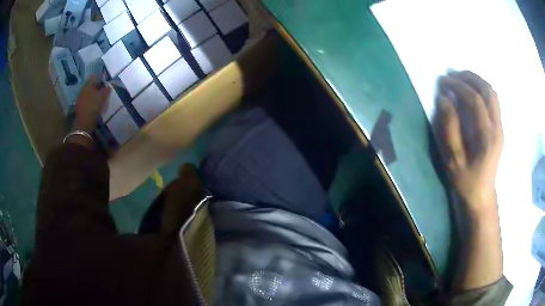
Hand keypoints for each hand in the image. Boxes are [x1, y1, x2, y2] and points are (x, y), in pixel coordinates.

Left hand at [75, 76, 110, 132]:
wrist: (84, 124)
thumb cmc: (93, 107)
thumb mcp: (102, 97)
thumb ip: (106, 90)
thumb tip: (108, 86)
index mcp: (88, 85)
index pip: (94, 76)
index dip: (100, 77)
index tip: (106, 80)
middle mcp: (83, 89)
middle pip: (91, 85)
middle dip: (97, 86)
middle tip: (103, 89)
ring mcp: (80, 98)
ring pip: (88, 93)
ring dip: (93, 94)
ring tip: (100, 98)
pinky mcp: (80, 107)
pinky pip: (86, 100)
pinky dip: (91, 101)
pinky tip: (95, 104)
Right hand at [433, 70, 503, 290]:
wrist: (481, 195)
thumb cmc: (465, 181)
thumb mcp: (453, 160)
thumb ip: (449, 128)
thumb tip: (444, 99)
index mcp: (486, 137)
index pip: (475, 101)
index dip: (458, 86)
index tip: (443, 82)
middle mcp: (497, 128)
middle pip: (488, 91)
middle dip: (469, 77)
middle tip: (452, 75)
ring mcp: (500, 127)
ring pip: (492, 93)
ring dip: (477, 81)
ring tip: (461, 78)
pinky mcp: (499, 128)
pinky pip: (493, 100)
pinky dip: (482, 89)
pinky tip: (472, 91)